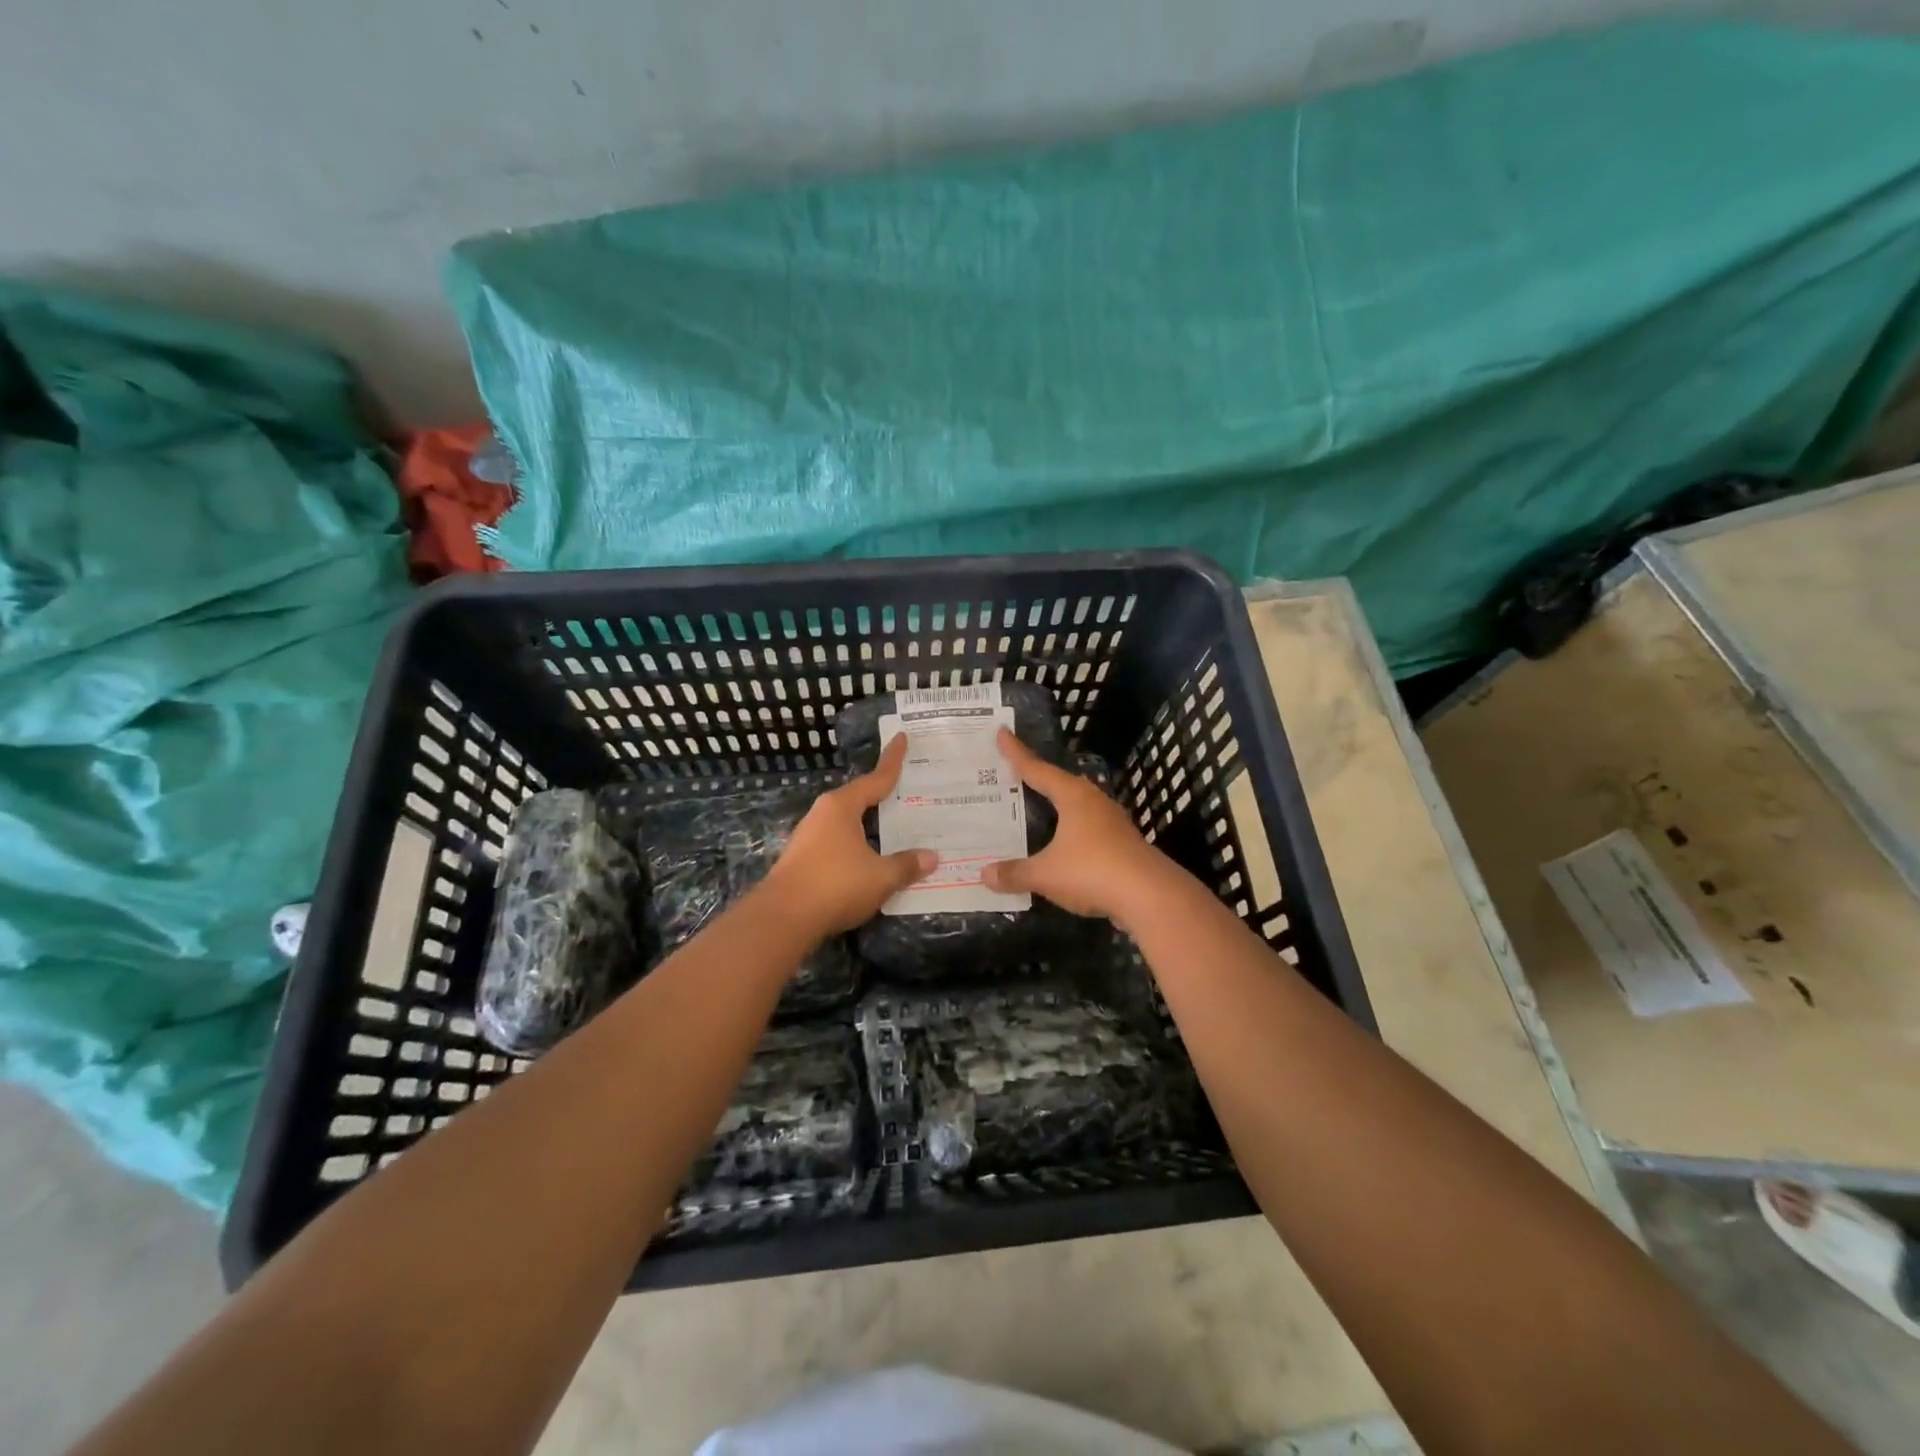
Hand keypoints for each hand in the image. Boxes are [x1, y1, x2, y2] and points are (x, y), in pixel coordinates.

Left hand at [761, 734, 936, 936]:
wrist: (782, 918)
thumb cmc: (835, 885)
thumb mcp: (880, 877)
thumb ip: (906, 865)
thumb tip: (931, 857)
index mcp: (842, 806)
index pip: (875, 779)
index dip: (892, 761)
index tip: (902, 738)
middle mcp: (823, 814)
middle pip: (859, 799)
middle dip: (882, 796)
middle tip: (908, 791)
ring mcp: (809, 837)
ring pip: (847, 823)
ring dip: (869, 825)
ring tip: (893, 827)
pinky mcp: (802, 860)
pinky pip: (838, 843)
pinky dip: (857, 845)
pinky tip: (869, 858)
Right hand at [981, 729, 1172, 923]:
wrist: (1151, 897)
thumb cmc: (1093, 871)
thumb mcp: (1045, 874)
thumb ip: (1015, 873)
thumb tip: (984, 874)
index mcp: (1073, 797)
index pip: (1038, 769)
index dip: (1017, 753)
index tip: (1002, 733)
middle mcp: (1094, 802)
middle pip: (1060, 784)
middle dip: (1038, 778)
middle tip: (1013, 772)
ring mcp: (1112, 823)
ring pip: (1077, 807)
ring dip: (1057, 806)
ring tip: (1036, 806)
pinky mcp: (1122, 844)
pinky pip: (1087, 830)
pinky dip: (1069, 832)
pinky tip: (1062, 843)